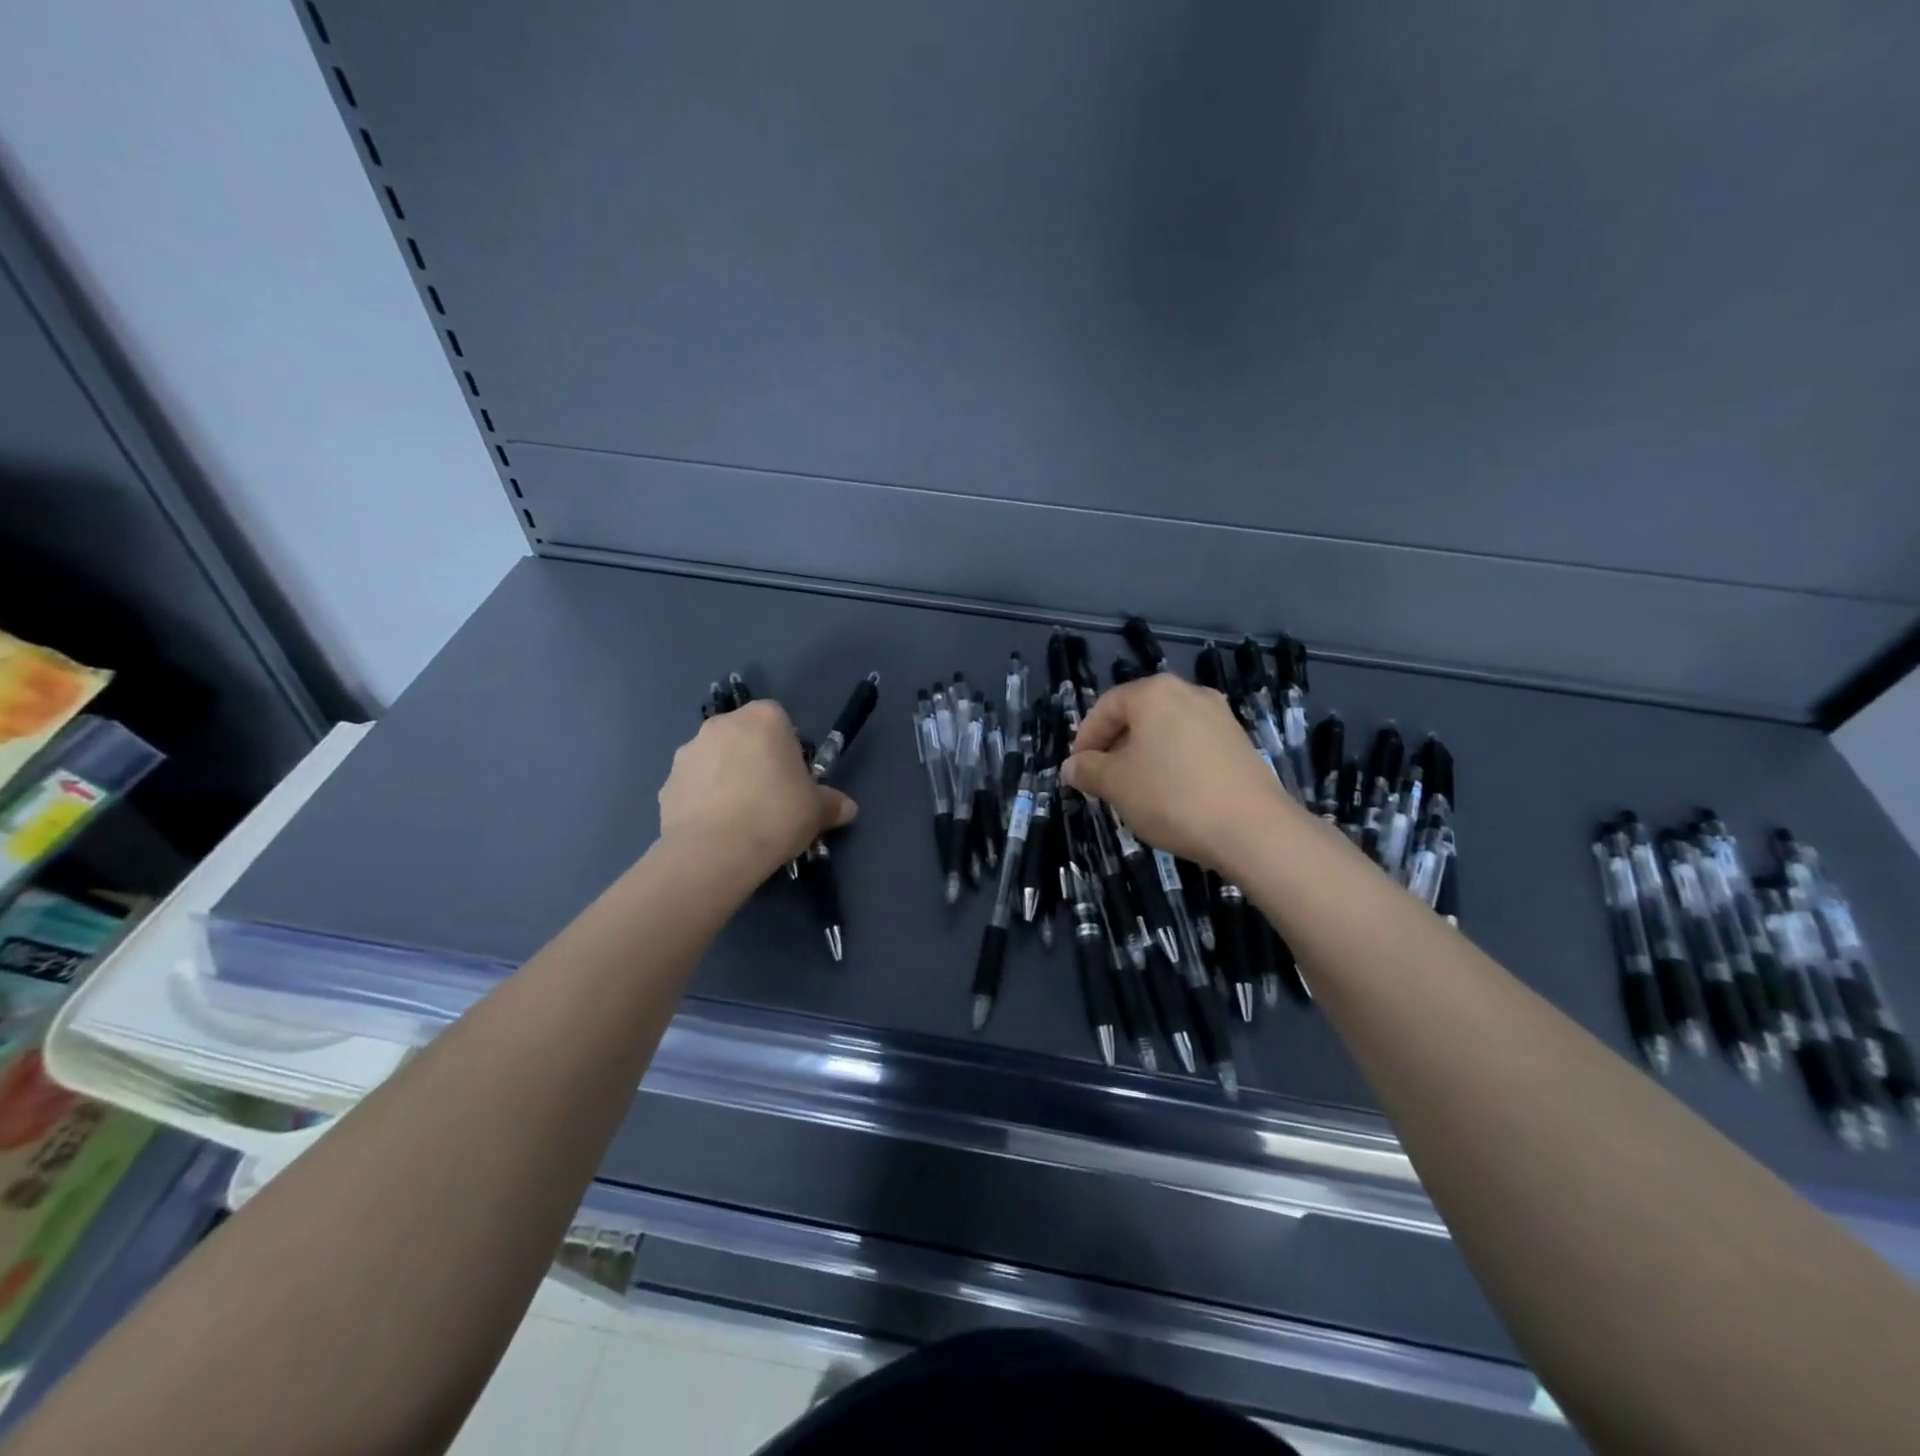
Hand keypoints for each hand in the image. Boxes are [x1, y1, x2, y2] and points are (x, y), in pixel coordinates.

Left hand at [658, 701, 857, 880]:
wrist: (715, 852)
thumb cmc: (776, 815)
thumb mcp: (818, 811)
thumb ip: (833, 803)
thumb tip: (847, 808)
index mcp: (763, 718)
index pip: (780, 721)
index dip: (788, 749)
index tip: (794, 779)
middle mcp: (722, 725)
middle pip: (745, 737)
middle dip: (755, 760)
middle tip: (770, 798)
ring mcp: (688, 752)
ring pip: (716, 760)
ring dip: (726, 778)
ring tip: (741, 819)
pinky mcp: (667, 783)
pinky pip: (694, 787)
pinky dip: (703, 801)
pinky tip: (717, 830)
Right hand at [1062, 673, 1292, 871]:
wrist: (1252, 829)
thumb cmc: (1171, 796)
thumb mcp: (1116, 784)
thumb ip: (1087, 770)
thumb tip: (1071, 767)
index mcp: (1154, 692)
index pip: (1105, 707)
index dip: (1085, 739)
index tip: (1077, 771)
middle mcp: (1189, 693)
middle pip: (1137, 716)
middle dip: (1114, 748)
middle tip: (1102, 782)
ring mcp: (1219, 716)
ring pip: (1165, 731)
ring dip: (1143, 757)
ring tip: (1134, 791)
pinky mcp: (1239, 743)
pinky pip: (1192, 746)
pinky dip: (1172, 763)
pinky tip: (1170, 795)